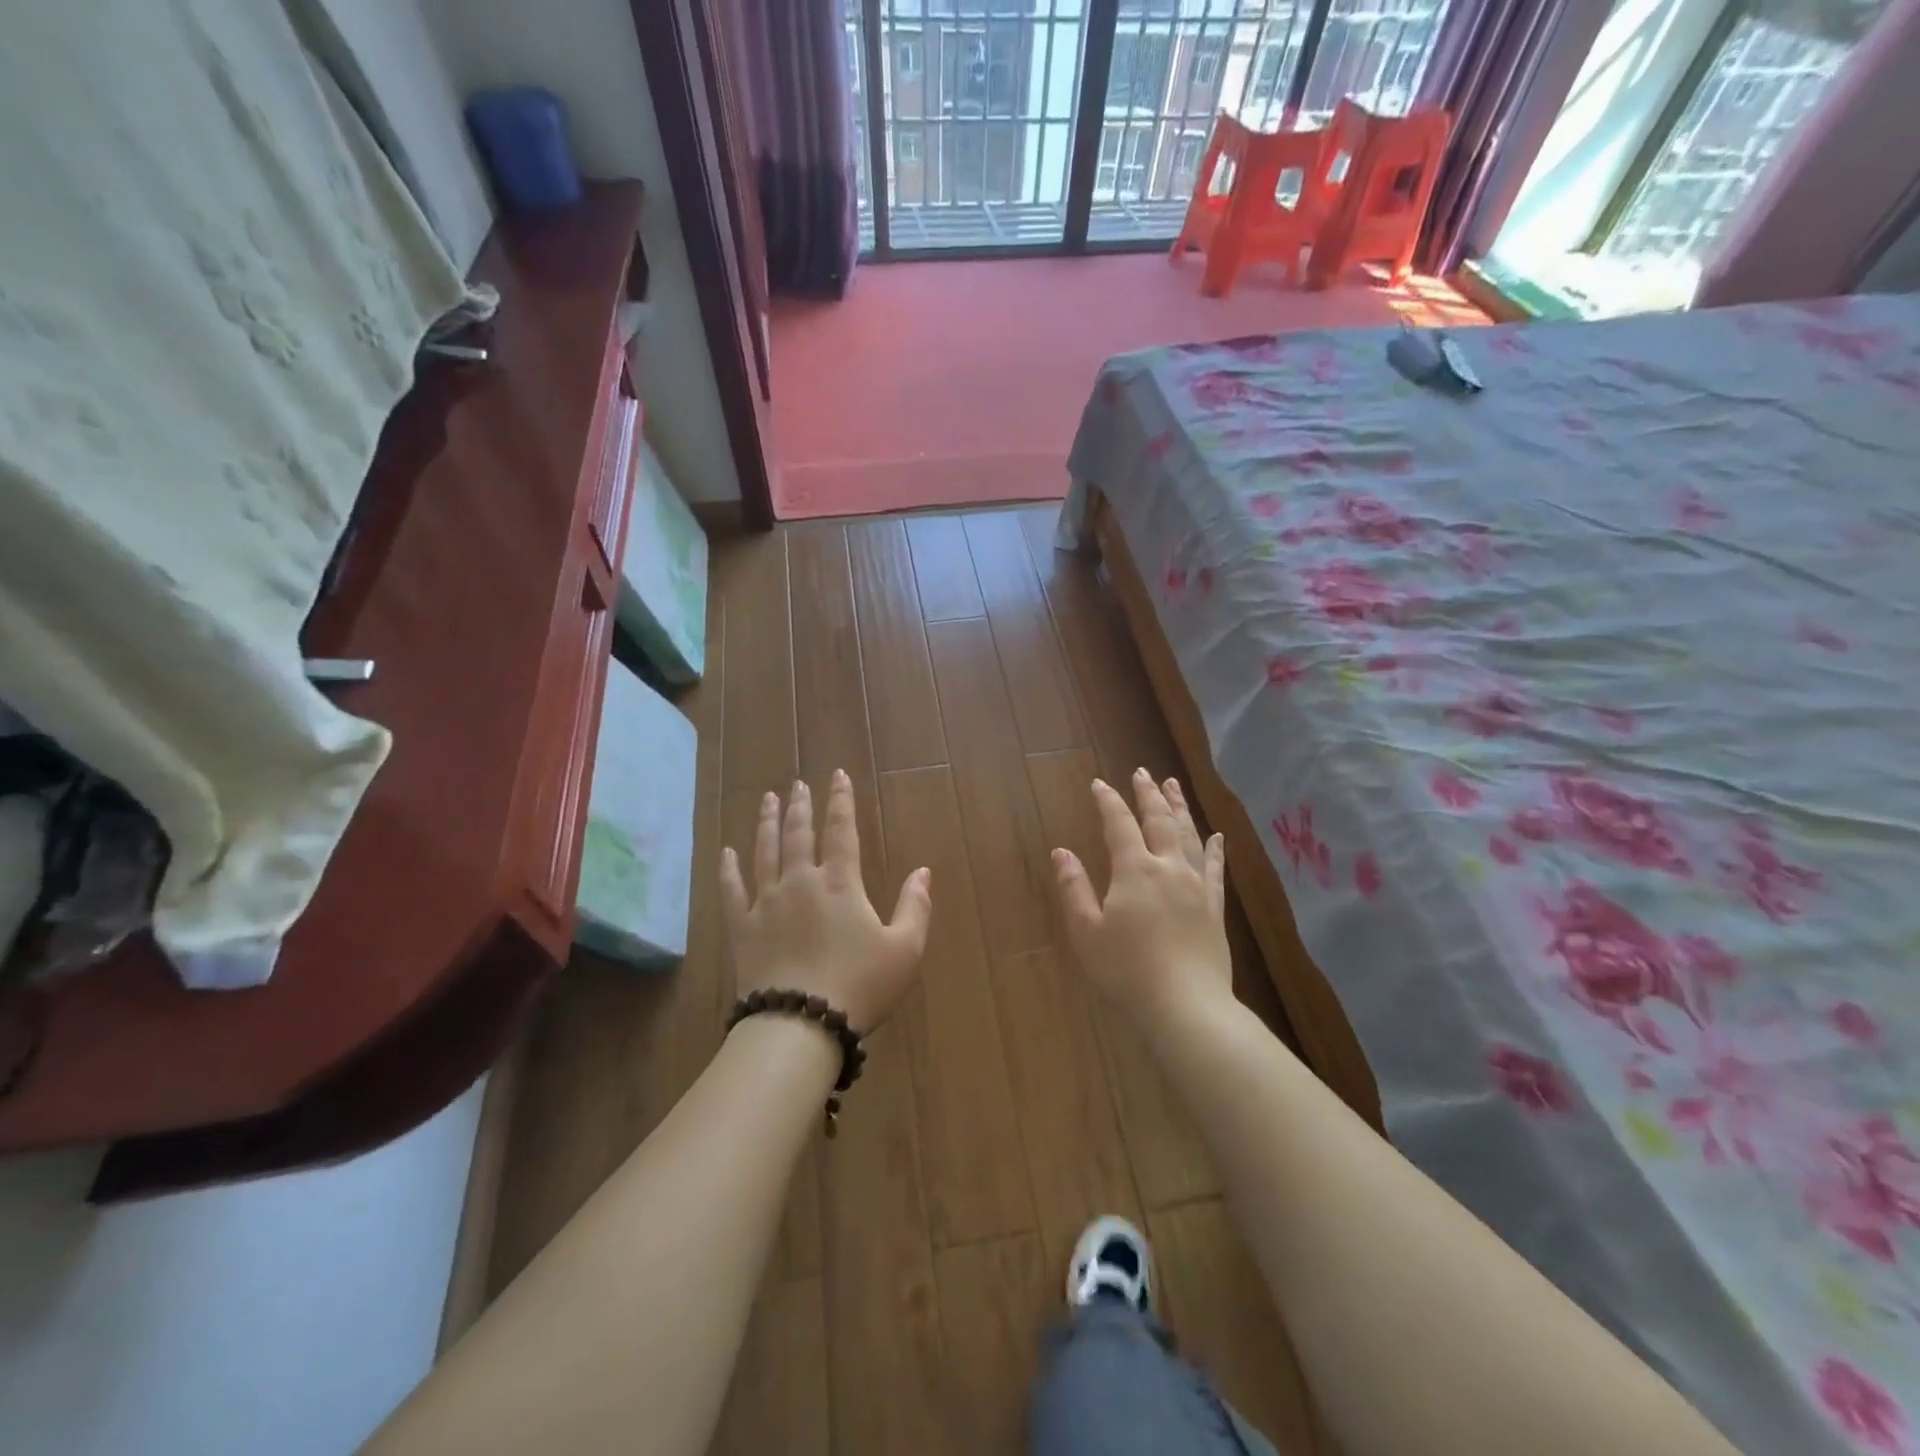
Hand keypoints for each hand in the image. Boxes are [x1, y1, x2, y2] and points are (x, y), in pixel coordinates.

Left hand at [721, 771, 931, 1032]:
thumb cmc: (859, 986)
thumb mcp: (905, 950)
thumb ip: (916, 907)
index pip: (841, 830)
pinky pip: (731, 890)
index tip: (837, 775)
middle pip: (798, 833)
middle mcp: (800, 881)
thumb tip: (924, 871)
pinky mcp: (741, 928)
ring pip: (764, 852)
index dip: (841, 800)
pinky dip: (728, 869)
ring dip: (767, 823)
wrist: (800, 1025)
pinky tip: (726, 852)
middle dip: (800, 805)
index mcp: (840, 883)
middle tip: (797, 784)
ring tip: (768, 799)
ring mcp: (766, 903)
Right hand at [1052, 768, 1231, 1026]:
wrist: (1186, 1006)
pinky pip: (1216, 869)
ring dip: (1180, 808)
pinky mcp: (1215, 908)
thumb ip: (1073, 888)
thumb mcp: (1086, 931)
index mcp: (1134, 870)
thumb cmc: (1126, 971)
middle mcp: (1169, 868)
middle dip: (1149, 794)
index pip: (1119, 824)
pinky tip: (1217, 836)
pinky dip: (1215, 848)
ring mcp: (1197, 886)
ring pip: (1189, 836)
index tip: (1099, 783)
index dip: (1108, 801)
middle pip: (1159, 821)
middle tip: (1143, 772)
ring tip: (1174, 786)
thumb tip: (1061, 851)